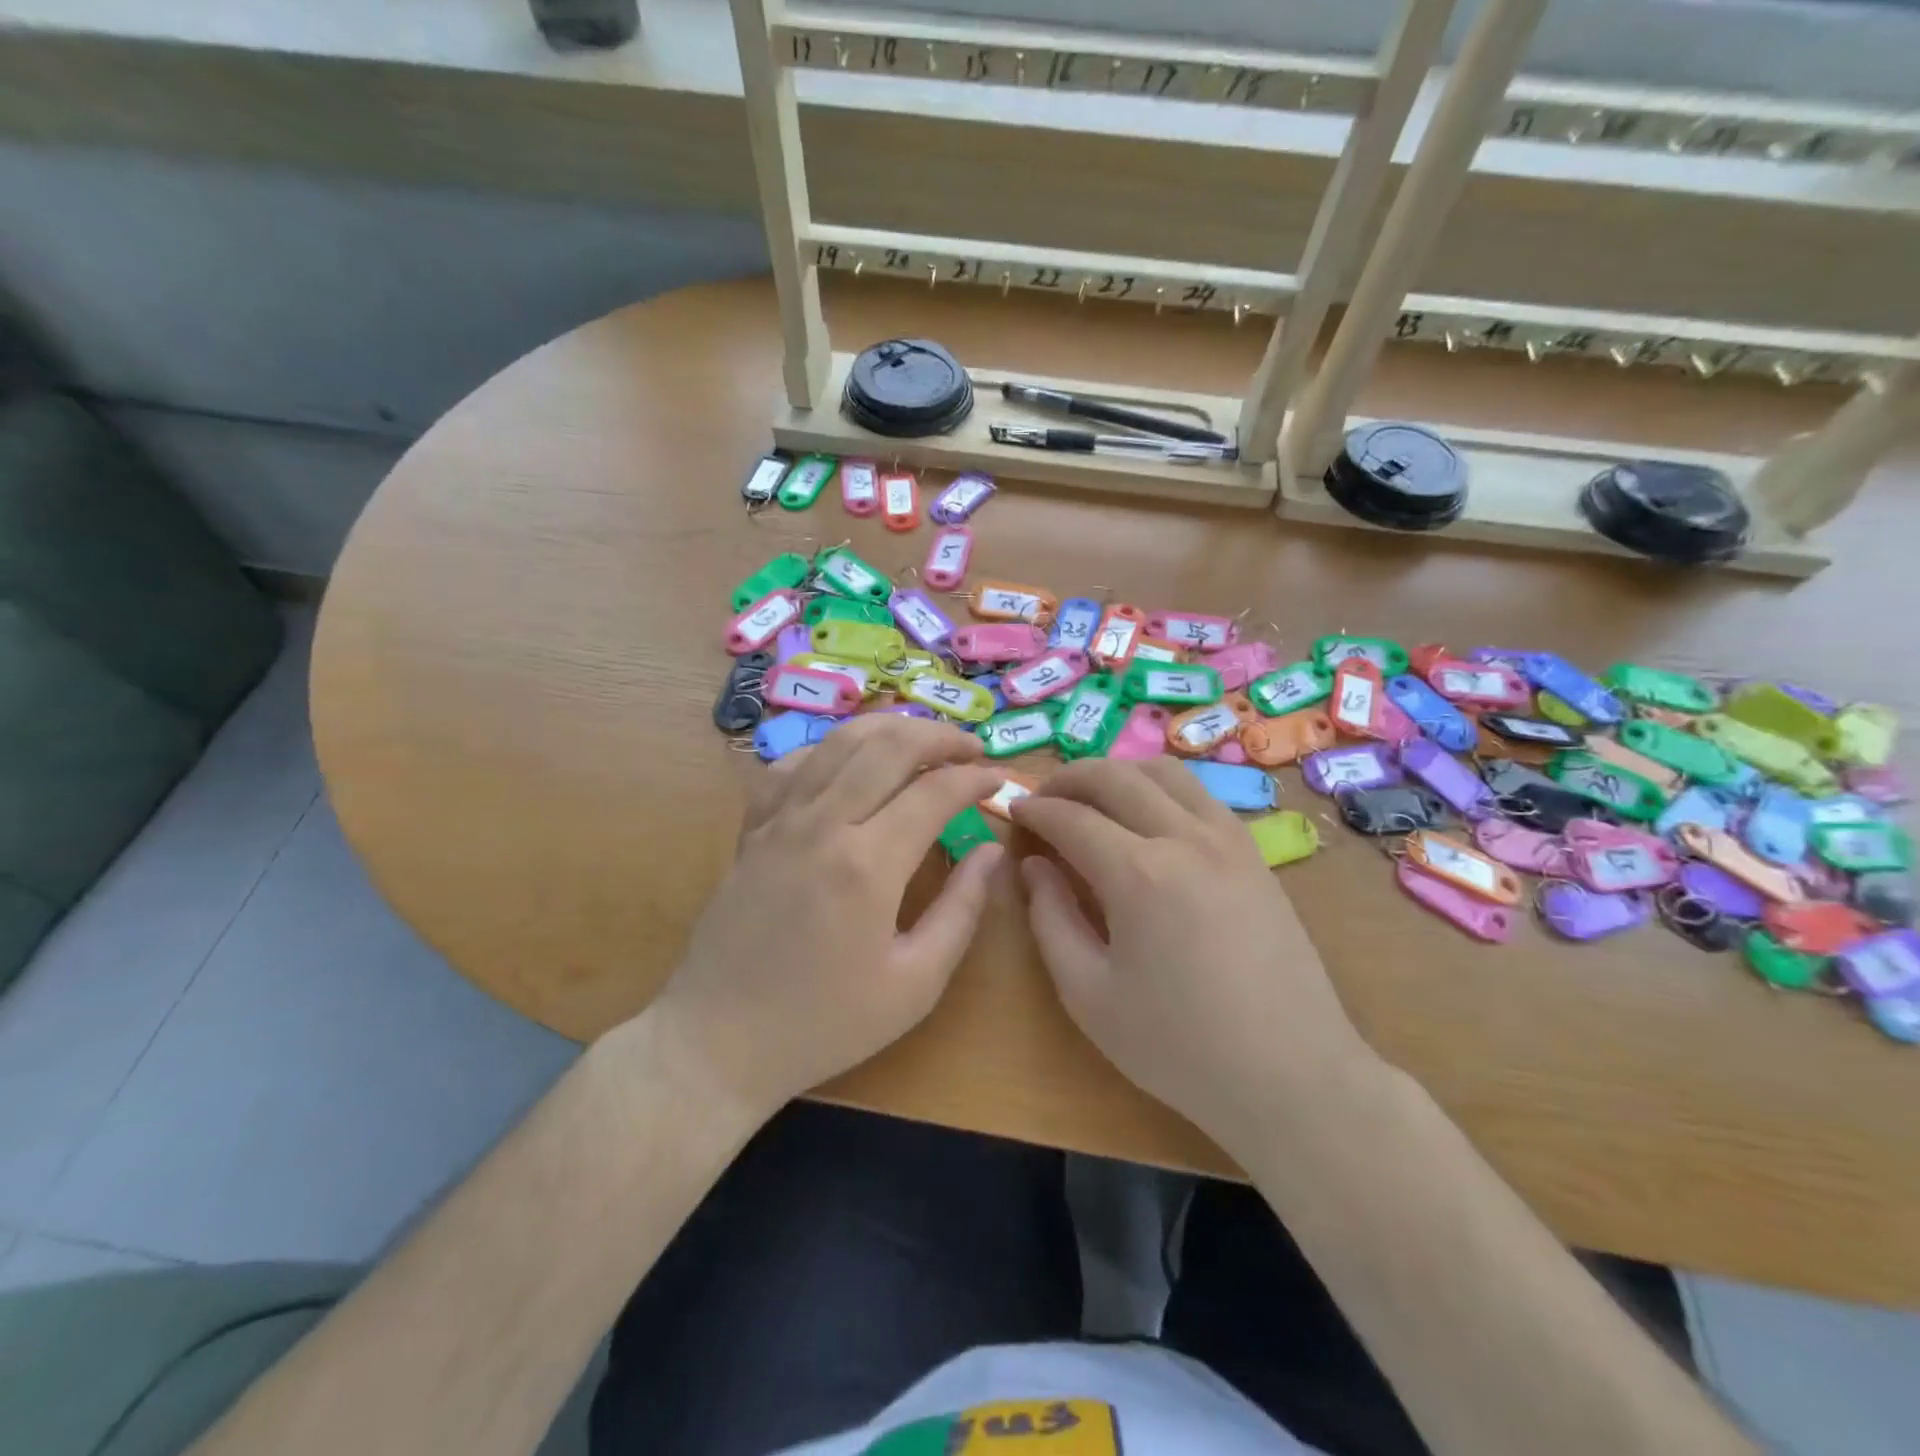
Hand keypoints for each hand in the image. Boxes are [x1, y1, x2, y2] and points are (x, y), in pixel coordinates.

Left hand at [647, 715, 1004, 1119]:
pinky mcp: (753, 828)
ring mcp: (780, 820)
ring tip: (923, 739)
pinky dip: (829, 749)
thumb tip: (992, 852)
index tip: (1000, 781)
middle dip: (939, 736)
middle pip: (887, 745)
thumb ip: (962, 910)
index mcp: (867, 865)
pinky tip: (848, 760)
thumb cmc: (825, 1023)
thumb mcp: (914, 984)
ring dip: (889, 728)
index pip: (934, 791)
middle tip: (972, 748)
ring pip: (839, 741)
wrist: (718, 1040)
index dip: (975, 778)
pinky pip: (791, 764)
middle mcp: (822, 824)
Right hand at [1010, 758, 1381, 1155]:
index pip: (1071, 817)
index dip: (1035, 810)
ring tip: (1092, 797)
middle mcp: (1184, 838)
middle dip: (1069, 777)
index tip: (1013, 812)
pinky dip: (1160, 788)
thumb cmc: (1179, 1046)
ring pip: (1164, 772)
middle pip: (1116, 776)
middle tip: (1043, 797)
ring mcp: (1228, 839)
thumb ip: (1051, 920)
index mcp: (1138, 874)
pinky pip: (1199, 794)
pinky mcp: (1254, 853)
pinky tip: (1148, 817)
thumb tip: (1033, 867)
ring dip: (1117, 772)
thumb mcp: (1089, 995)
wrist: (1291, 1075)